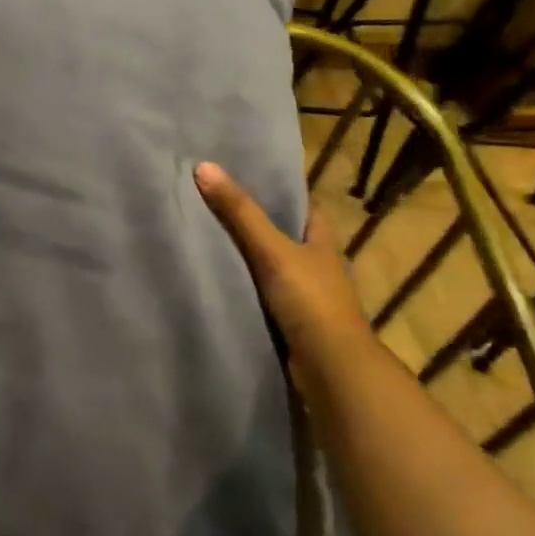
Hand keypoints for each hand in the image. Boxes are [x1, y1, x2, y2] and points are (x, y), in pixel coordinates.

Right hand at [193, 162, 380, 380]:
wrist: (330, 368)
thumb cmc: (310, 300)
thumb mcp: (272, 250)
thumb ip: (240, 213)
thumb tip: (203, 167)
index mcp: (322, 241)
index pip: (304, 205)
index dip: (280, 189)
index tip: (245, 175)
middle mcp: (318, 264)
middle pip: (286, 234)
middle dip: (257, 222)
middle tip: (215, 202)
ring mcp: (306, 295)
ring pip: (273, 266)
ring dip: (248, 257)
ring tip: (207, 237)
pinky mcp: (292, 321)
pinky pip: (263, 294)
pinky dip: (245, 286)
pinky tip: (218, 280)